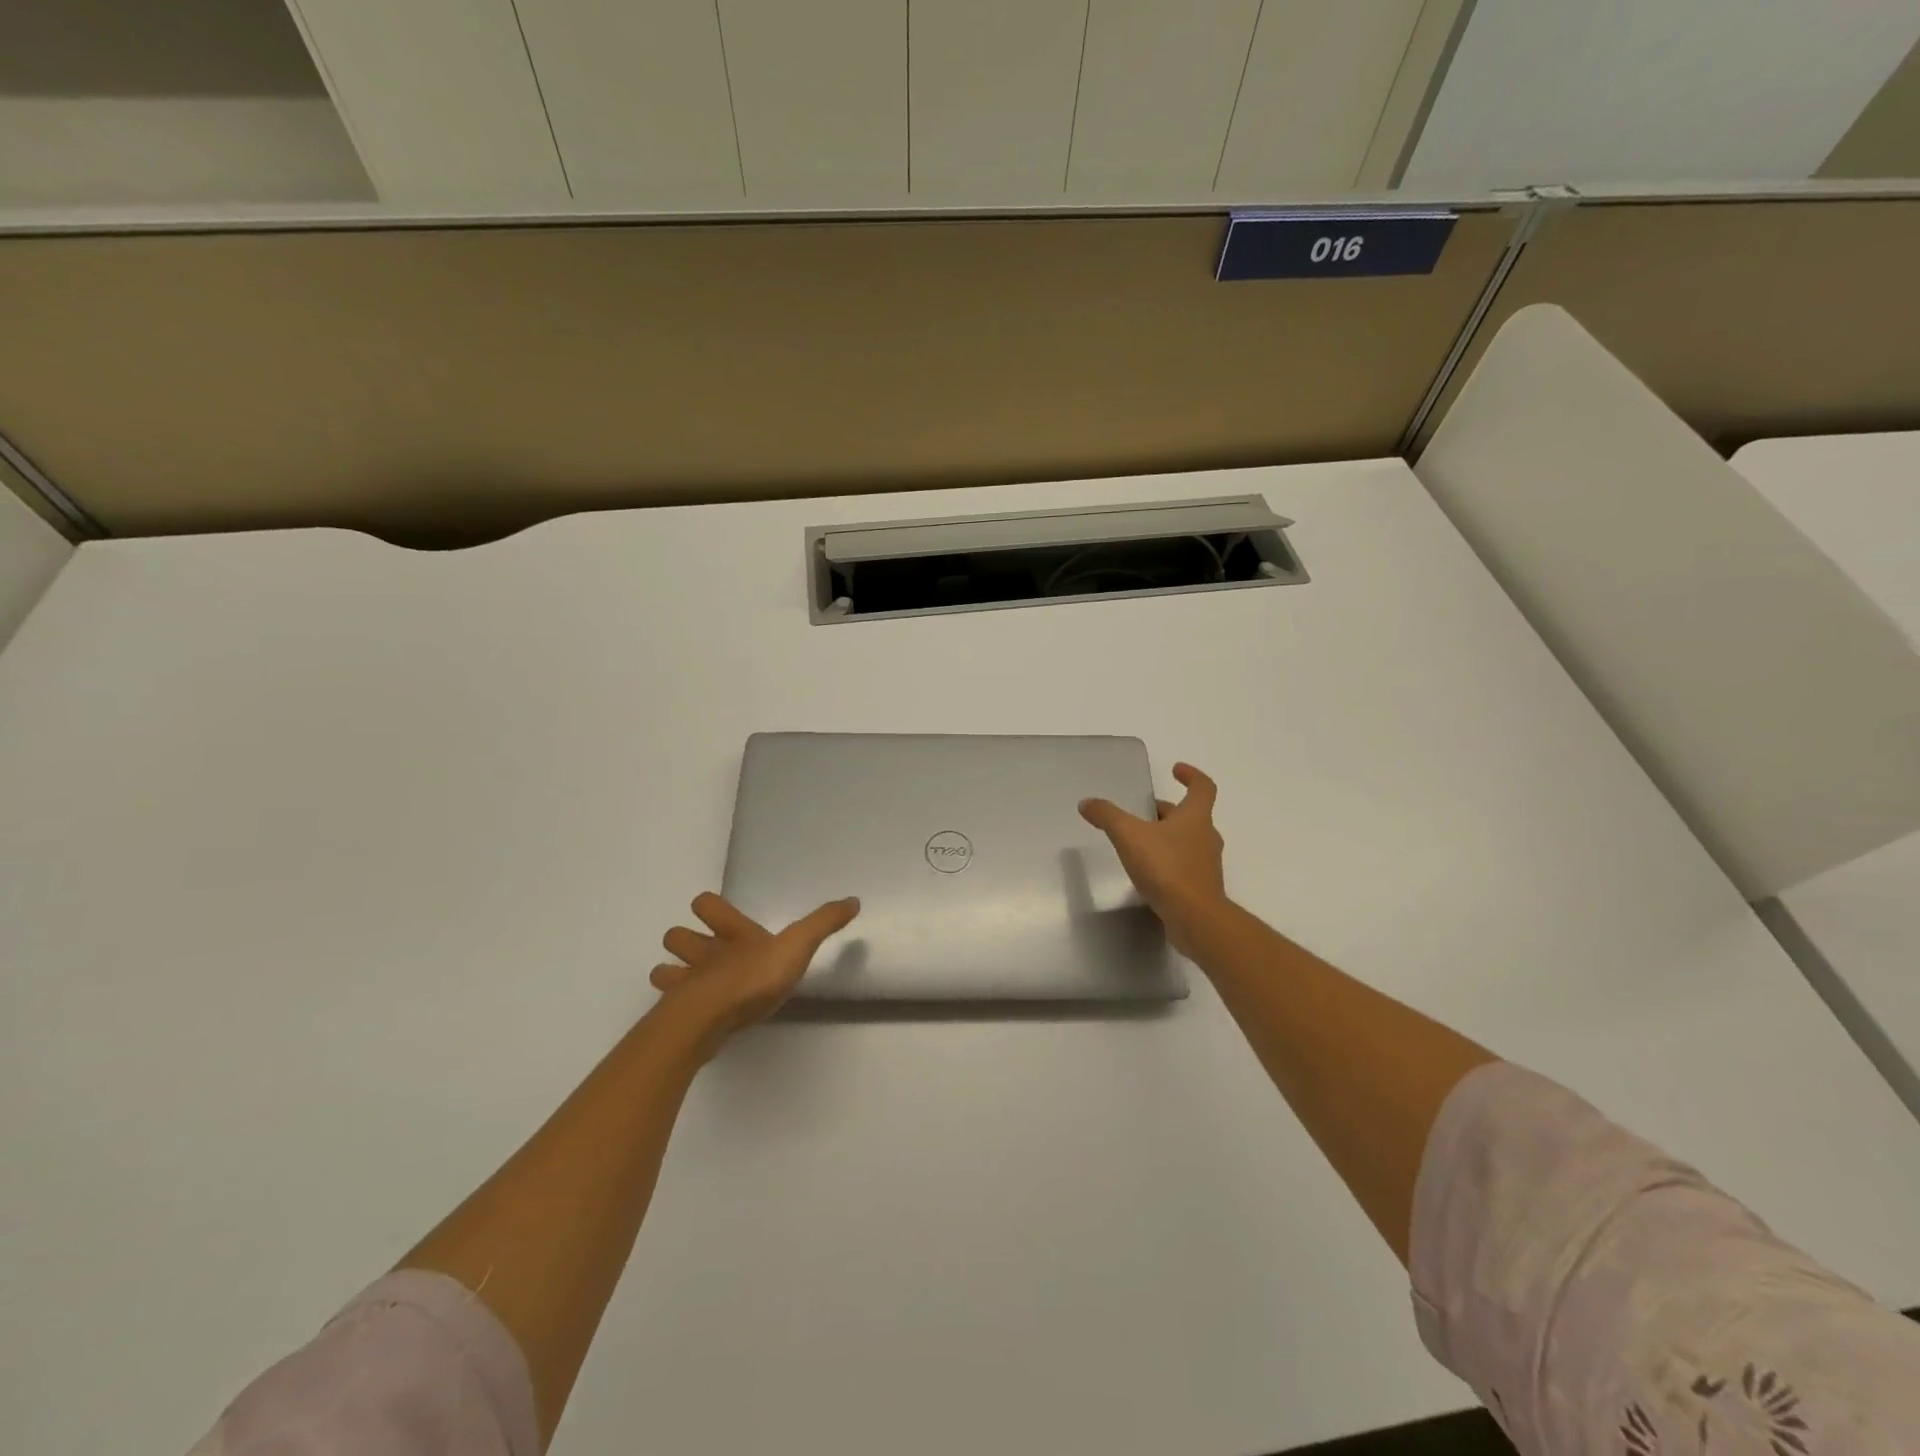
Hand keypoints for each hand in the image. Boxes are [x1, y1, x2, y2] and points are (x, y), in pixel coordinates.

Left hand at [649, 892, 859, 1050]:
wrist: (711, 1018)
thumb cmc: (754, 976)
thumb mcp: (798, 945)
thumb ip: (823, 924)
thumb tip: (854, 900)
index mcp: (733, 934)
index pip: (708, 904)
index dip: (709, 907)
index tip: (714, 912)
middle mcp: (704, 953)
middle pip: (677, 936)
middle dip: (682, 941)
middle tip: (700, 952)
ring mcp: (686, 985)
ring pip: (664, 971)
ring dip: (671, 974)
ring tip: (687, 984)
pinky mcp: (677, 1016)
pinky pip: (667, 1007)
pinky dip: (673, 1008)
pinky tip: (688, 1015)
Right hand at [1079, 762, 1226, 954]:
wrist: (1195, 918)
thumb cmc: (1166, 868)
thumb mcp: (1129, 836)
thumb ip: (1107, 816)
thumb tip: (1087, 802)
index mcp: (1196, 817)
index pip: (1203, 787)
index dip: (1191, 775)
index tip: (1176, 770)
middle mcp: (1206, 837)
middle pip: (1190, 816)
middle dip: (1166, 811)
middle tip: (1142, 812)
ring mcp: (1206, 865)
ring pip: (1187, 842)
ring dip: (1167, 837)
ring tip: (1140, 843)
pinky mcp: (1201, 889)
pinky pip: (1184, 867)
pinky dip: (1168, 863)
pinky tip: (1147, 873)